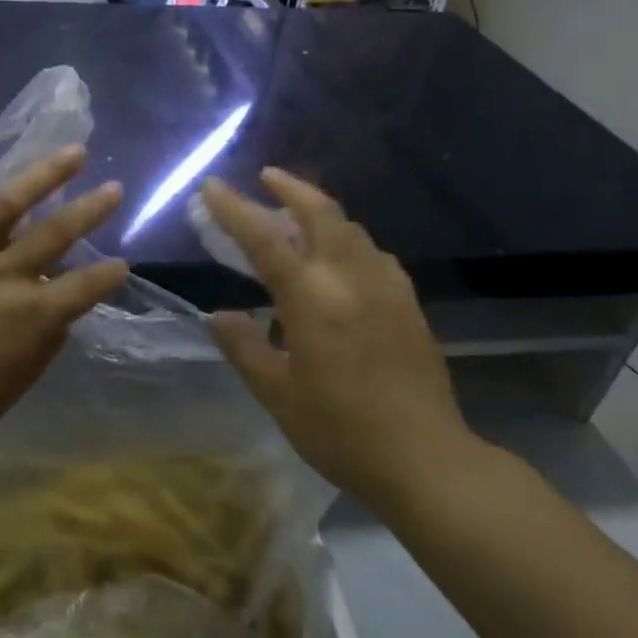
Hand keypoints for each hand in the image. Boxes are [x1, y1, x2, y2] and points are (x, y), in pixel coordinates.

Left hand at [0, 123, 128, 482]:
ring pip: (7, 204)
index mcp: (26, 320)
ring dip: (44, 175)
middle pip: (55, 236)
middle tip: (114, 188)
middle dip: (91, 210)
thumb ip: (38, 351)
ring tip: (72, 152)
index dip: (108, 275)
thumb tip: (60, 315)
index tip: (122, 262)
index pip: (84, 289)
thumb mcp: (4, 395)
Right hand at [200, 169, 476, 504]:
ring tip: (297, 216)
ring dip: (321, 212)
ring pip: (352, 229)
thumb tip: (220, 315)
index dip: (235, 209)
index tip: (211, 186)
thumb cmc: (341, 431)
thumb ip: (245, 347)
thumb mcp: (278, 394)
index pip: (266, 239)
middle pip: (323, 214)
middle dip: (292, 188)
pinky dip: (348, 240)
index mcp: (313, 299)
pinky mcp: (409, 304)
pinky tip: (341, 258)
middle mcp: (352, 279)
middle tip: (267, 177)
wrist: (426, 460)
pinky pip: (374, 254)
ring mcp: (387, 288)